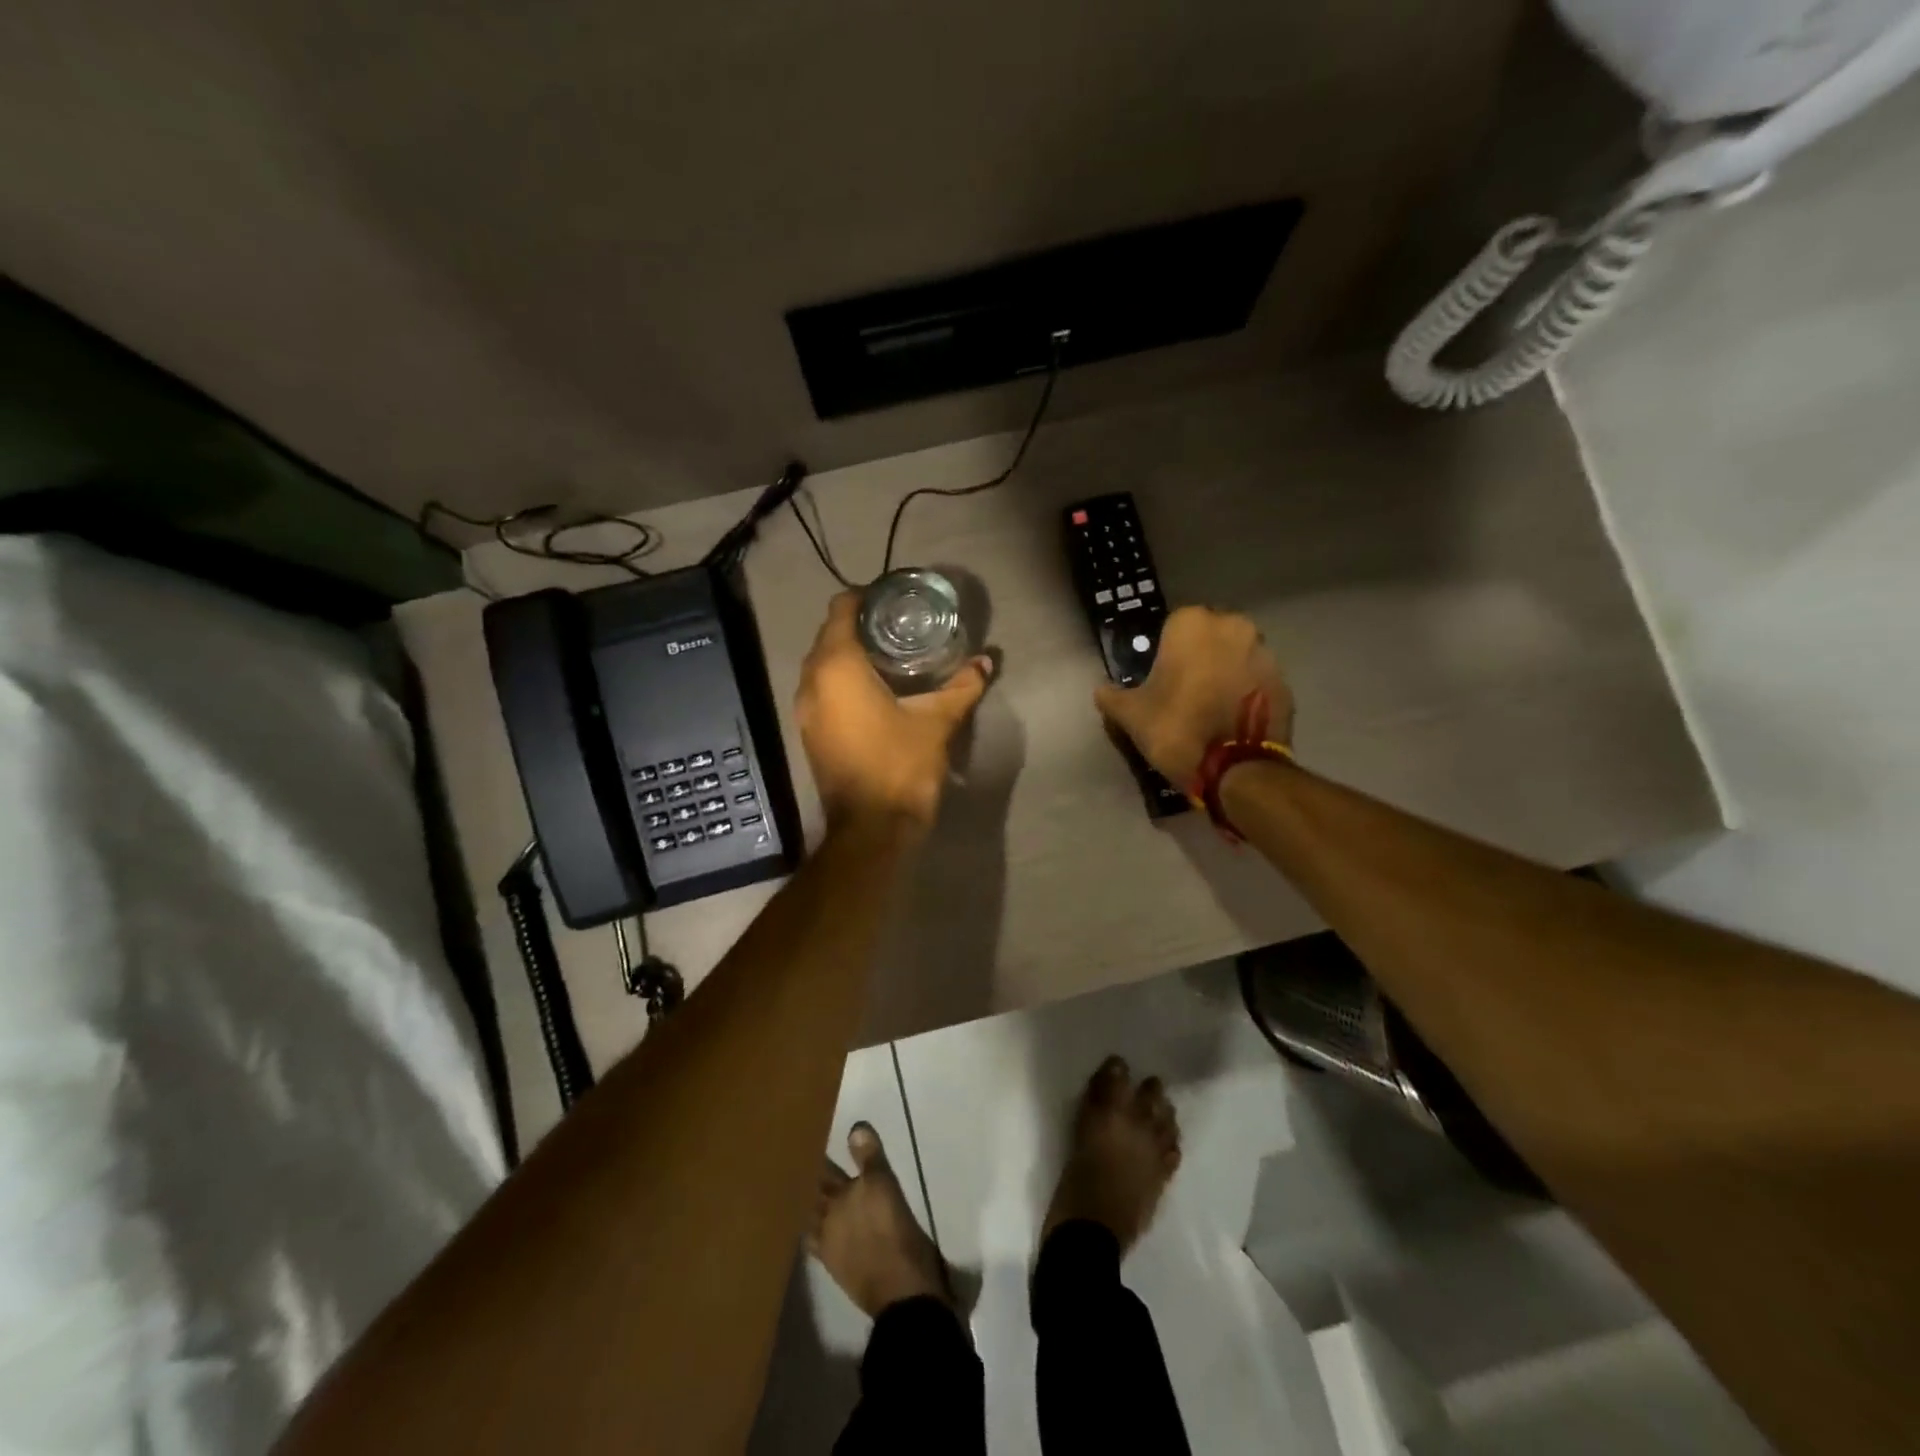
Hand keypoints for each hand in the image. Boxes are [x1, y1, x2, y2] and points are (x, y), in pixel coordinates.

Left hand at [796, 592, 991, 831]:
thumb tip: (987, 660)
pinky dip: (842, 680)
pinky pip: (822, 690)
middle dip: (859, 625)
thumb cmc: (901, 766)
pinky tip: (875, 689)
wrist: (871, 829)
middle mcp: (811, 682)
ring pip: (822, 665)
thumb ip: (962, 687)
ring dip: (849, 654)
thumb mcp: (937, 722)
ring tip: (890, 654)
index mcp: (836, 668)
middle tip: (899, 625)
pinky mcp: (810, 732)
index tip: (894, 600)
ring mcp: (805, 710)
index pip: (840, 610)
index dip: (865, 598)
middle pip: (829, 636)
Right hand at [1094, 606, 1291, 784]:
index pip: (1173, 626)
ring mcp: (1265, 654)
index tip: (1160, 677)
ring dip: (1225, 673)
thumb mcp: (1131, 715)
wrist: (1235, 769)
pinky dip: (1246, 694)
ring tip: (1211, 707)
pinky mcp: (1285, 683)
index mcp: (1193, 625)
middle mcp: (1234, 627)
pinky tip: (1232, 719)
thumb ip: (1112, 697)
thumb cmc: (1176, 728)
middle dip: (1199, 657)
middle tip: (1184, 691)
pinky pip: (1257, 681)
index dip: (1165, 651)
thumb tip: (1102, 690)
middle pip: (1210, 637)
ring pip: (1237, 656)